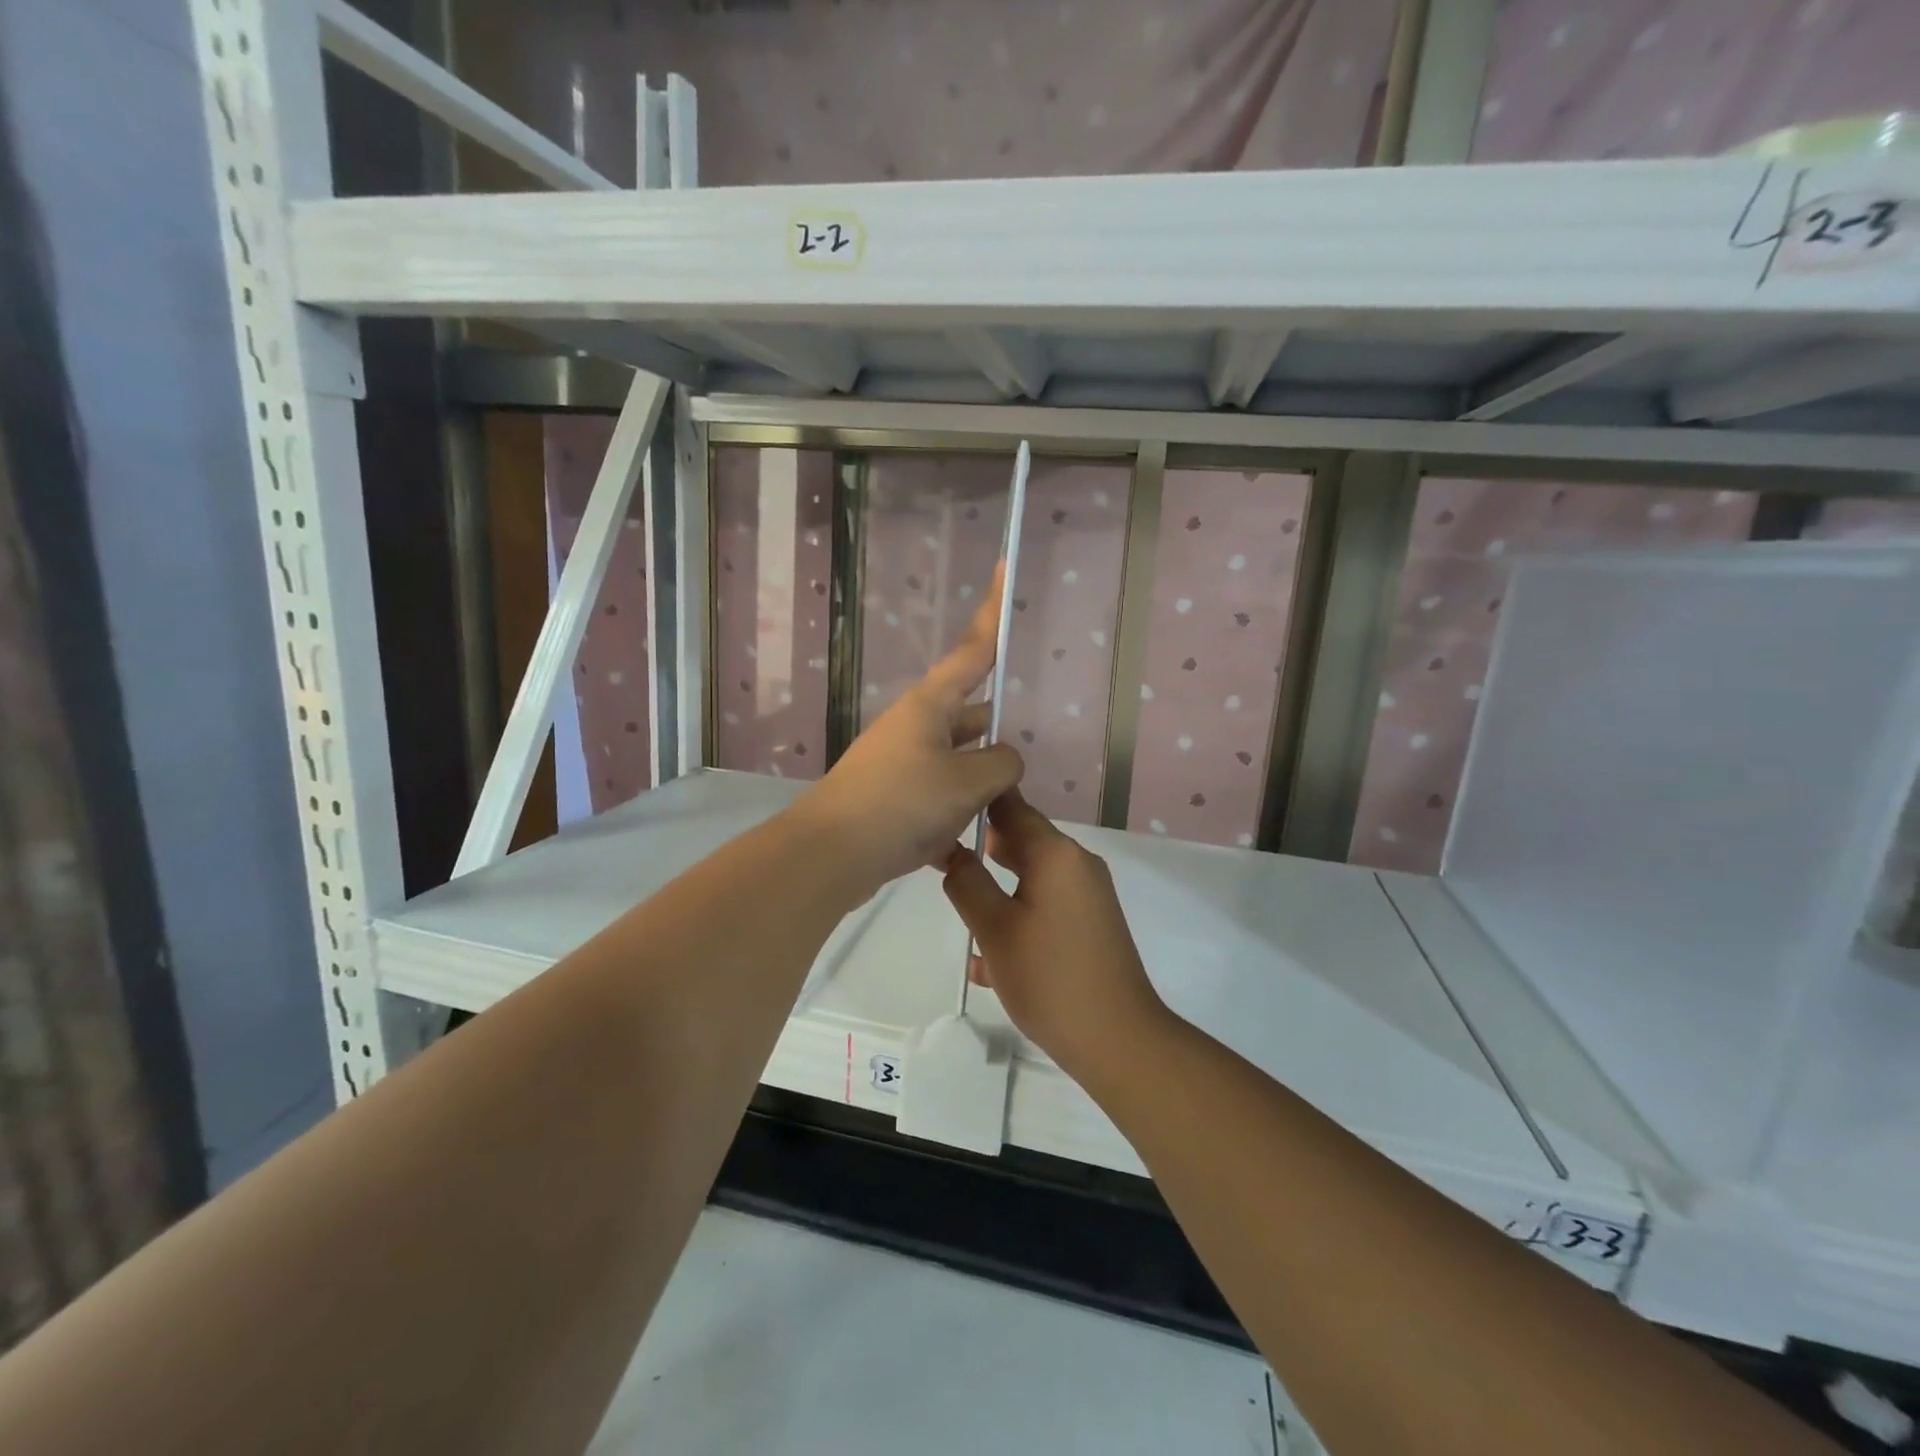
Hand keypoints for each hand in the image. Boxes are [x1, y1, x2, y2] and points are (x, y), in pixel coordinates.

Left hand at [790, 567, 1023, 897]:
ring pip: (956, 761)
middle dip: (996, 729)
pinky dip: (957, 817)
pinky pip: (938, 798)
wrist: (830, 855)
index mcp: (930, 705)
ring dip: (981, 781)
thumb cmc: (901, 803)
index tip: (1004, 569)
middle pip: (968, 714)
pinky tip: (976, 846)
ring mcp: (901, 764)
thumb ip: (1001, 765)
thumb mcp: (966, 782)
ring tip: (1012, 804)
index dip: (992, 613)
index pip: (972, 650)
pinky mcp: (893, 800)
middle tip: (1028, 744)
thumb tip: (1004, 761)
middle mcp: (914, 727)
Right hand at [941, 789, 1168, 1079]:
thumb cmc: (1048, 977)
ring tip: (958, 902)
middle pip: (1022, 839)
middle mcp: (1077, 864)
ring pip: (1032, 875)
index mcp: (1055, 853)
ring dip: (997, 885)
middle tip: (939, 858)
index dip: (976, 801)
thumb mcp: (994, 929)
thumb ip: (967, 883)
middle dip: (982, 847)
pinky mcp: (1091, 924)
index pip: (1011, 806)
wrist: (1117, 1039)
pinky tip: (987, 957)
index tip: (941, 807)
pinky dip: (1017, 914)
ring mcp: (1088, 895)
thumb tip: (952, 853)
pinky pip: (1046, 904)